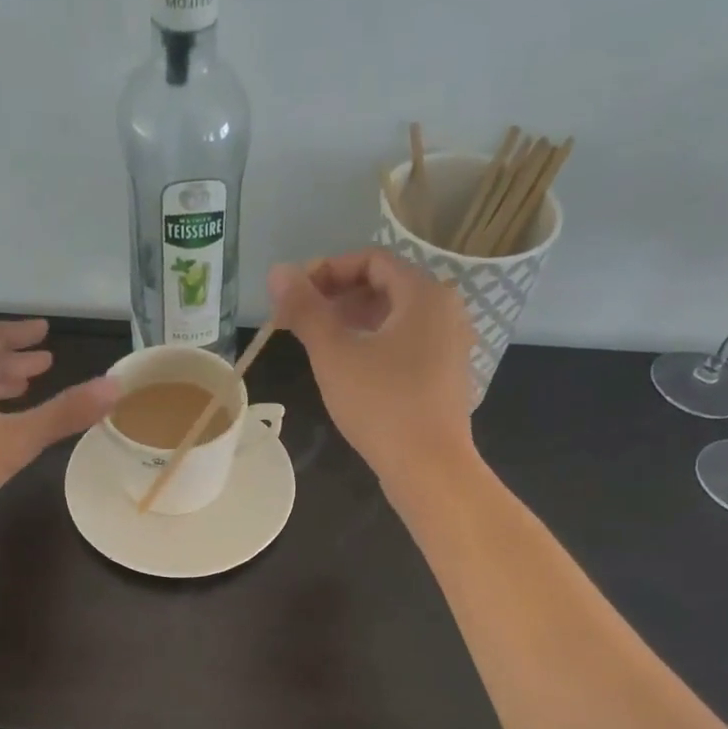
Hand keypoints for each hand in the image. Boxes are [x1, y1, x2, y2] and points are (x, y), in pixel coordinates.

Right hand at [268, 249, 478, 493]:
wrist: (429, 467)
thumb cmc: (381, 404)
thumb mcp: (334, 354)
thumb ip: (305, 310)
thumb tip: (277, 272)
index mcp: (424, 293)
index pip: (372, 260)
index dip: (328, 270)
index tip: (295, 296)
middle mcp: (445, 310)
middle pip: (385, 286)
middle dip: (339, 297)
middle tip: (301, 320)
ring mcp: (450, 345)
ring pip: (396, 318)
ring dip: (355, 321)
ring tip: (320, 344)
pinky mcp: (445, 376)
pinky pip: (407, 344)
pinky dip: (376, 344)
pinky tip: (350, 370)